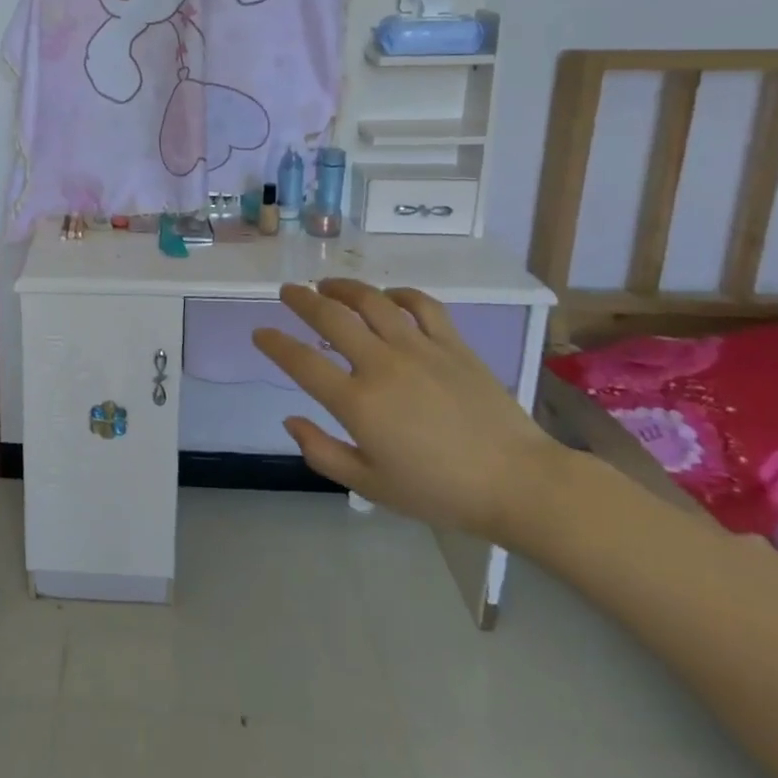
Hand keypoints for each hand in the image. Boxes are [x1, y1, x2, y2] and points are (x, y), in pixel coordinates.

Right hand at [252, 279, 563, 540]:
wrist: (517, 483)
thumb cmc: (441, 492)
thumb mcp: (372, 486)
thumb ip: (323, 453)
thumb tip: (291, 420)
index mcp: (358, 403)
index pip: (301, 362)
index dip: (274, 344)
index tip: (260, 333)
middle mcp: (382, 365)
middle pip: (330, 317)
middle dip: (301, 299)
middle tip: (287, 291)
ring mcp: (419, 348)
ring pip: (372, 301)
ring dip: (343, 288)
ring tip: (327, 285)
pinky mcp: (452, 343)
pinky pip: (421, 304)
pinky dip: (399, 294)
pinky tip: (389, 296)